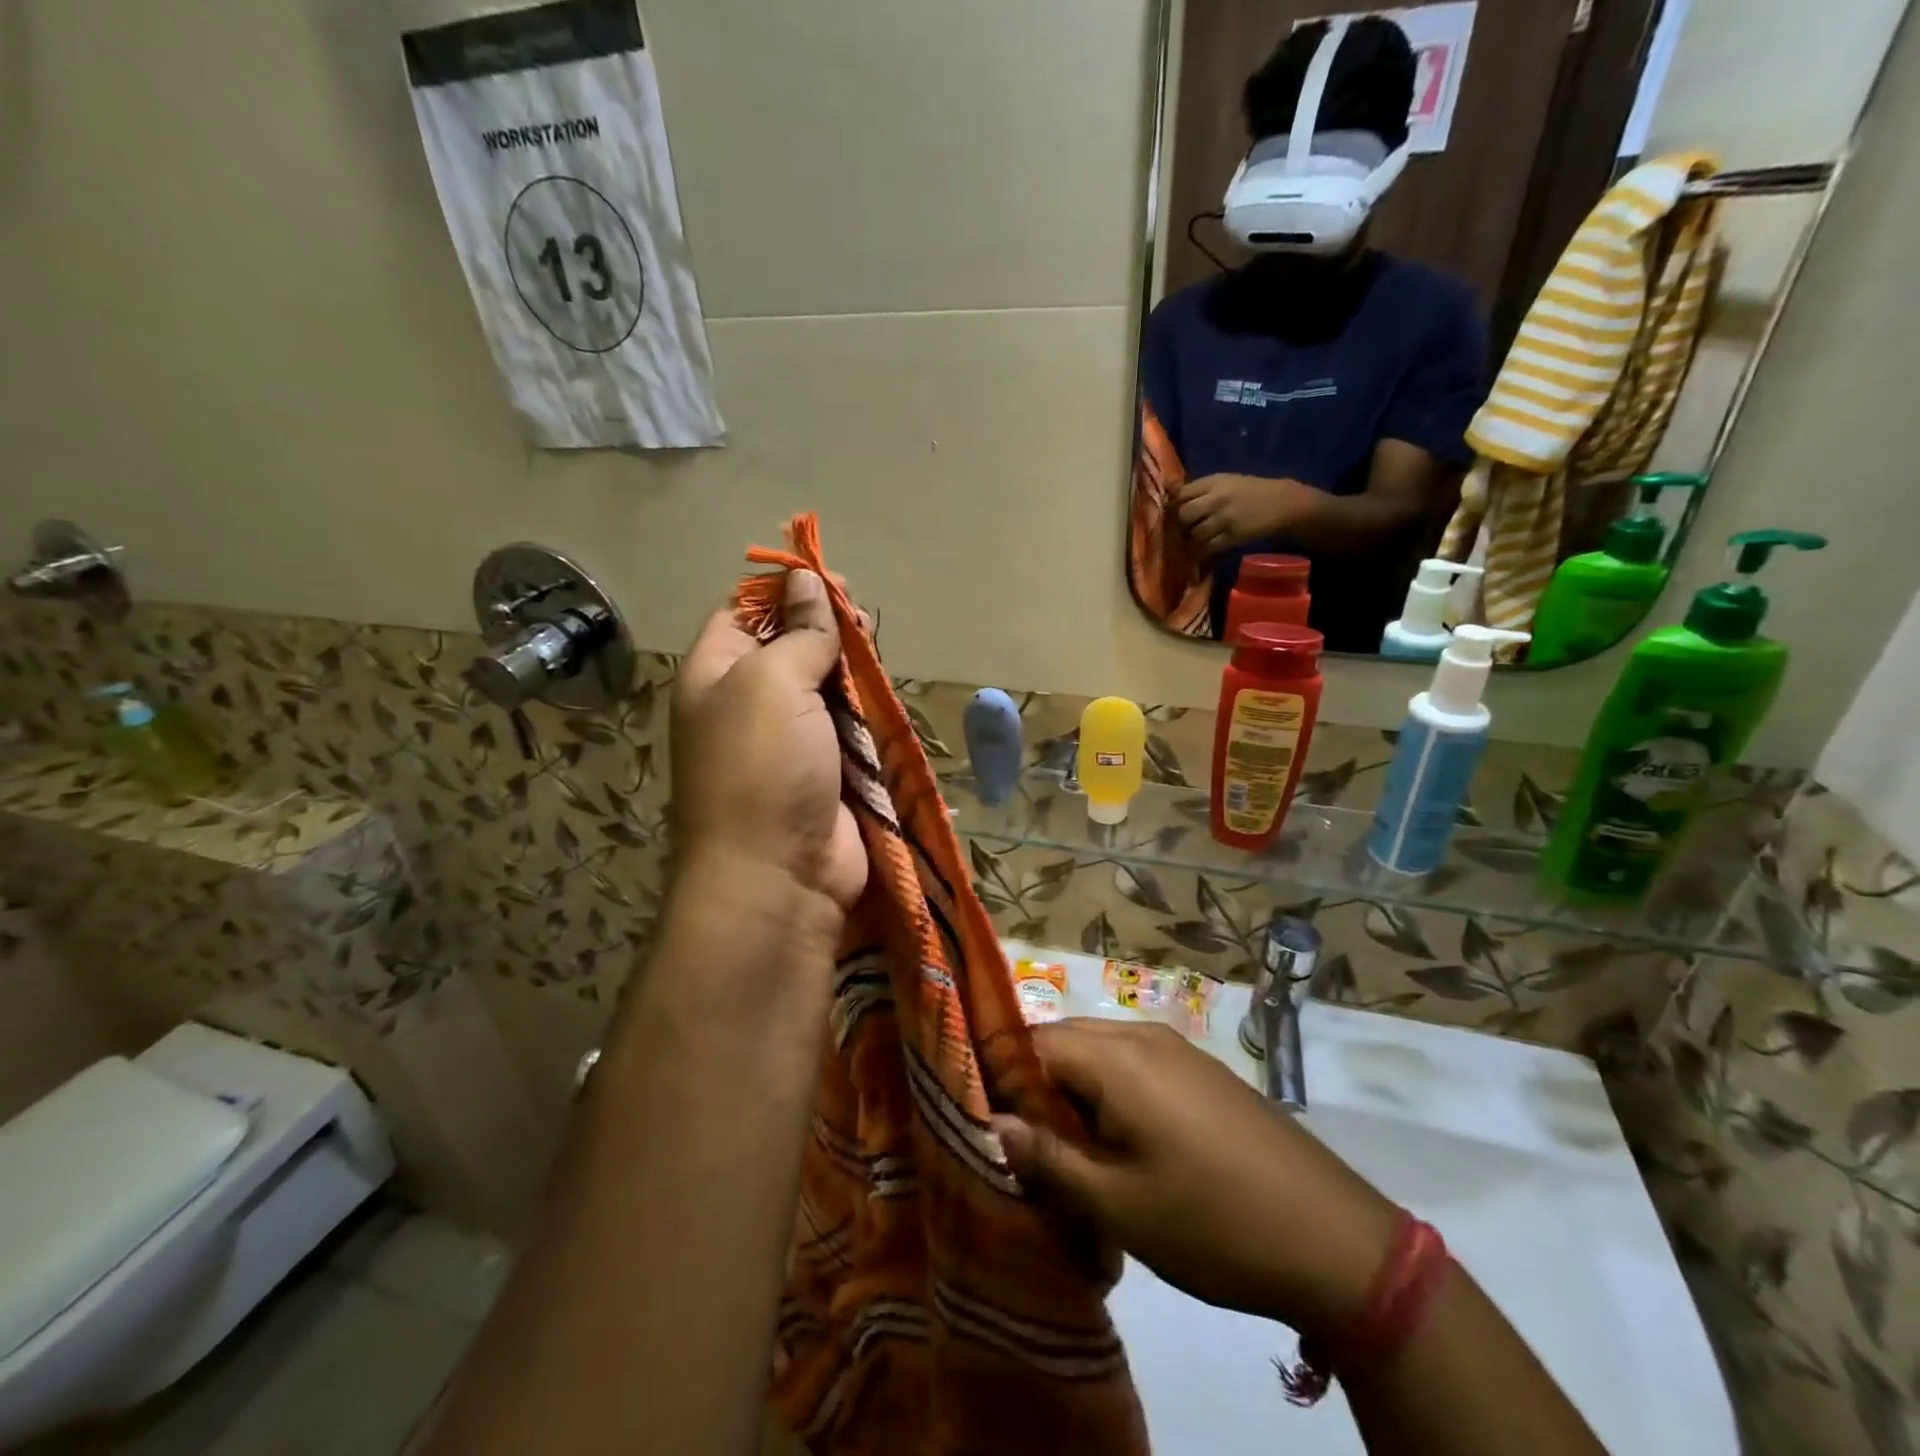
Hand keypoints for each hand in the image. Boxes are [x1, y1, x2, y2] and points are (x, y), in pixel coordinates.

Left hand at [670, 570, 866, 914]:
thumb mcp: (772, 683)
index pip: (744, 612)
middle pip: (791, 647)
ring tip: (874, 662)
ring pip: (826, 688)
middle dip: (826, 632)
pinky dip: (867, 715)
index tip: (830, 582)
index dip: (784, 592)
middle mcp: (748, 703)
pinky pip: (850, 729)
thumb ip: (798, 631)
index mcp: (715, 674)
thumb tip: (805, 579)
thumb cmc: (762, 768)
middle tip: (861, 627)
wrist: (779, 877)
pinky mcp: (828, 772)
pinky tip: (882, 702)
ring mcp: (790, 741)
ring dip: (851, 675)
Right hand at [991, 1019, 1397, 1339]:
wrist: (1334, 1240)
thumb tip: (993, 1122)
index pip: (1033, 1044)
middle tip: (1028, 1147)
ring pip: (1100, 1053)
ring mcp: (1178, 1049)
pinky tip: (1120, 1146)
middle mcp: (1143, 1036)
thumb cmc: (1211, 1221)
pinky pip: (1135, 1065)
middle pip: (1066, 1042)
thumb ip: (1048, 1157)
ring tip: (1071, 1154)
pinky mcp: (1201, 1070)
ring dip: (1075, 1093)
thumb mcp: (1118, 1204)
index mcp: (1117, 1057)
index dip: (1002, 1079)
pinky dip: (1111, 1094)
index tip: (990, 1127)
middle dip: (1038, 1087)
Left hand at [1176, 473, 1312, 555]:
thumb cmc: (1252, 491)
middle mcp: (1217, 499)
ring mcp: (1224, 519)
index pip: (1182, 493)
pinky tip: (1204, 549)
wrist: (1284, 503)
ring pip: (1194, 533)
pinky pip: (1207, 547)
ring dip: (1191, 539)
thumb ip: (1202, 489)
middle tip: (1182, 529)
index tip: (1171, 512)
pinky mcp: (1232, 537)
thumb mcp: (1227, 481)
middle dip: (1180, 524)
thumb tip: (1174, 498)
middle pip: (1184, 514)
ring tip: (1194, 540)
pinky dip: (1202, 551)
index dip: (1173, 505)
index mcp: (1214, 482)